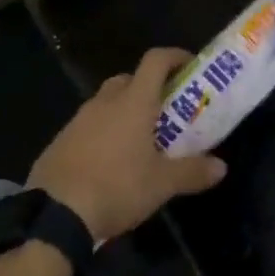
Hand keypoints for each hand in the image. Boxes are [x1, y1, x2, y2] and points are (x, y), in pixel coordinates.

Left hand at [29, 48, 226, 241]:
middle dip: (148, 87)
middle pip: (129, 79)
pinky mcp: (58, 143)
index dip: (175, 57)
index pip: (156, 60)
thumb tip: (222, 167)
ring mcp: (77, 121)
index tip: (190, 67)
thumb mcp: (162, 185)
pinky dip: (100, 134)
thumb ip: (193, 172)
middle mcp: (105, 103)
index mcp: (134, 102)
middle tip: (164, 110)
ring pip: (105, 103)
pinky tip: (106, 163)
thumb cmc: (116, 188)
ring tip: (137, 141)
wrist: (52, 218)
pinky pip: (86, 127)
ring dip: (122, 112)